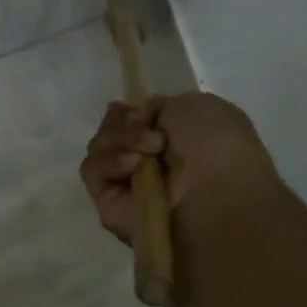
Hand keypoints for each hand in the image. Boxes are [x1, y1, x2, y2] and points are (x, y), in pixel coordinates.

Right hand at [81, 93, 280, 243]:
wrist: (214, 191)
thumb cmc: (215, 144)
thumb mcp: (194, 105)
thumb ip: (157, 106)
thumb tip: (135, 119)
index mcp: (171, 138)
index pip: (130, 121)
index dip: (127, 112)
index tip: (132, 108)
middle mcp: (145, 162)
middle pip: (110, 132)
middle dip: (125, 126)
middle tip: (151, 135)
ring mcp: (124, 183)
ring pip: (99, 148)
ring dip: (122, 140)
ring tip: (150, 151)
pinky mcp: (106, 201)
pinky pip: (92, 170)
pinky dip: (109, 161)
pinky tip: (133, 165)